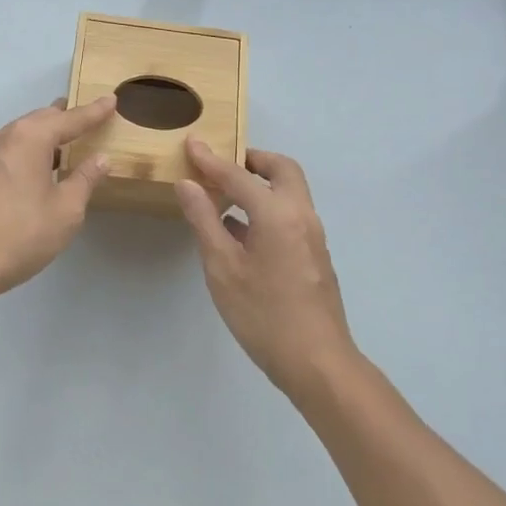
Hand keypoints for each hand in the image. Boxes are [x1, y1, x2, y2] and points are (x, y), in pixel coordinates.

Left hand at [0, 96, 116, 305]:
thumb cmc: (22, 234)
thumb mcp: (66, 210)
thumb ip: (85, 179)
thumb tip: (100, 158)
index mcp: (30, 138)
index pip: (70, 119)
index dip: (93, 112)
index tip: (110, 100)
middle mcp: (3, 136)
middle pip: (40, 120)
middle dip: (65, 119)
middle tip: (86, 120)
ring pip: (19, 135)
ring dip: (41, 137)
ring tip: (60, 146)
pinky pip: (4, 153)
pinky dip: (23, 154)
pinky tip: (30, 172)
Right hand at [175, 141, 358, 394]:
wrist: (317, 362)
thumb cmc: (263, 314)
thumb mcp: (223, 268)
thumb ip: (204, 221)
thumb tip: (187, 184)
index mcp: (278, 213)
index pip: (239, 176)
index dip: (211, 160)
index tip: (192, 143)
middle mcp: (301, 215)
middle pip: (282, 170)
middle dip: (252, 160)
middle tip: (222, 164)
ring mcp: (313, 236)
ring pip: (290, 192)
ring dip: (261, 183)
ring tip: (226, 194)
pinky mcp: (314, 255)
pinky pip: (290, 214)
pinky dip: (267, 206)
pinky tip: (240, 230)